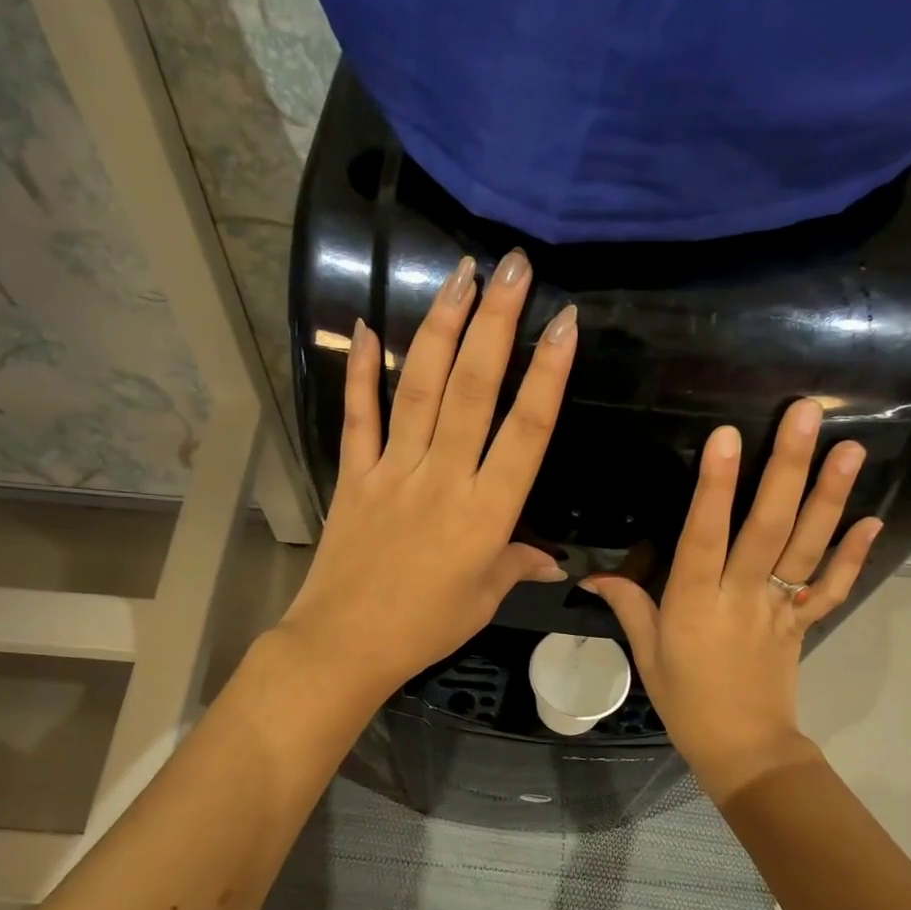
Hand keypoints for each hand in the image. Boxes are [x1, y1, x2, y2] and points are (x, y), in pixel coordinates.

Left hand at [277, 249, 576, 703]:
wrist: (345, 644)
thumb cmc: (425, 628)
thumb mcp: (483, 599)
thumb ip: (517, 566)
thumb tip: (555, 559)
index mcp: (486, 512)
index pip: (526, 431)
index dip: (549, 374)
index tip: (565, 322)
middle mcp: (443, 478)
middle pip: (473, 390)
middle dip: (495, 322)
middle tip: (511, 265)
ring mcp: (393, 471)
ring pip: (421, 389)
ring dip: (441, 328)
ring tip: (460, 275)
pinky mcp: (354, 475)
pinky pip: (358, 416)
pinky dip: (360, 372)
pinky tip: (366, 327)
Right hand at [583, 399, 880, 800]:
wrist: (742, 750)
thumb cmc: (685, 702)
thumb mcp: (646, 653)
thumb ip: (627, 606)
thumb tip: (590, 576)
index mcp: (694, 603)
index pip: (703, 536)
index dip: (715, 487)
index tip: (727, 437)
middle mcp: (741, 597)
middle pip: (767, 527)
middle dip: (787, 468)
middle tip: (807, 414)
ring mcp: (779, 609)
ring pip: (807, 548)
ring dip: (830, 497)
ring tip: (850, 449)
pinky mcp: (803, 623)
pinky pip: (830, 588)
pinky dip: (853, 555)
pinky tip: (872, 519)